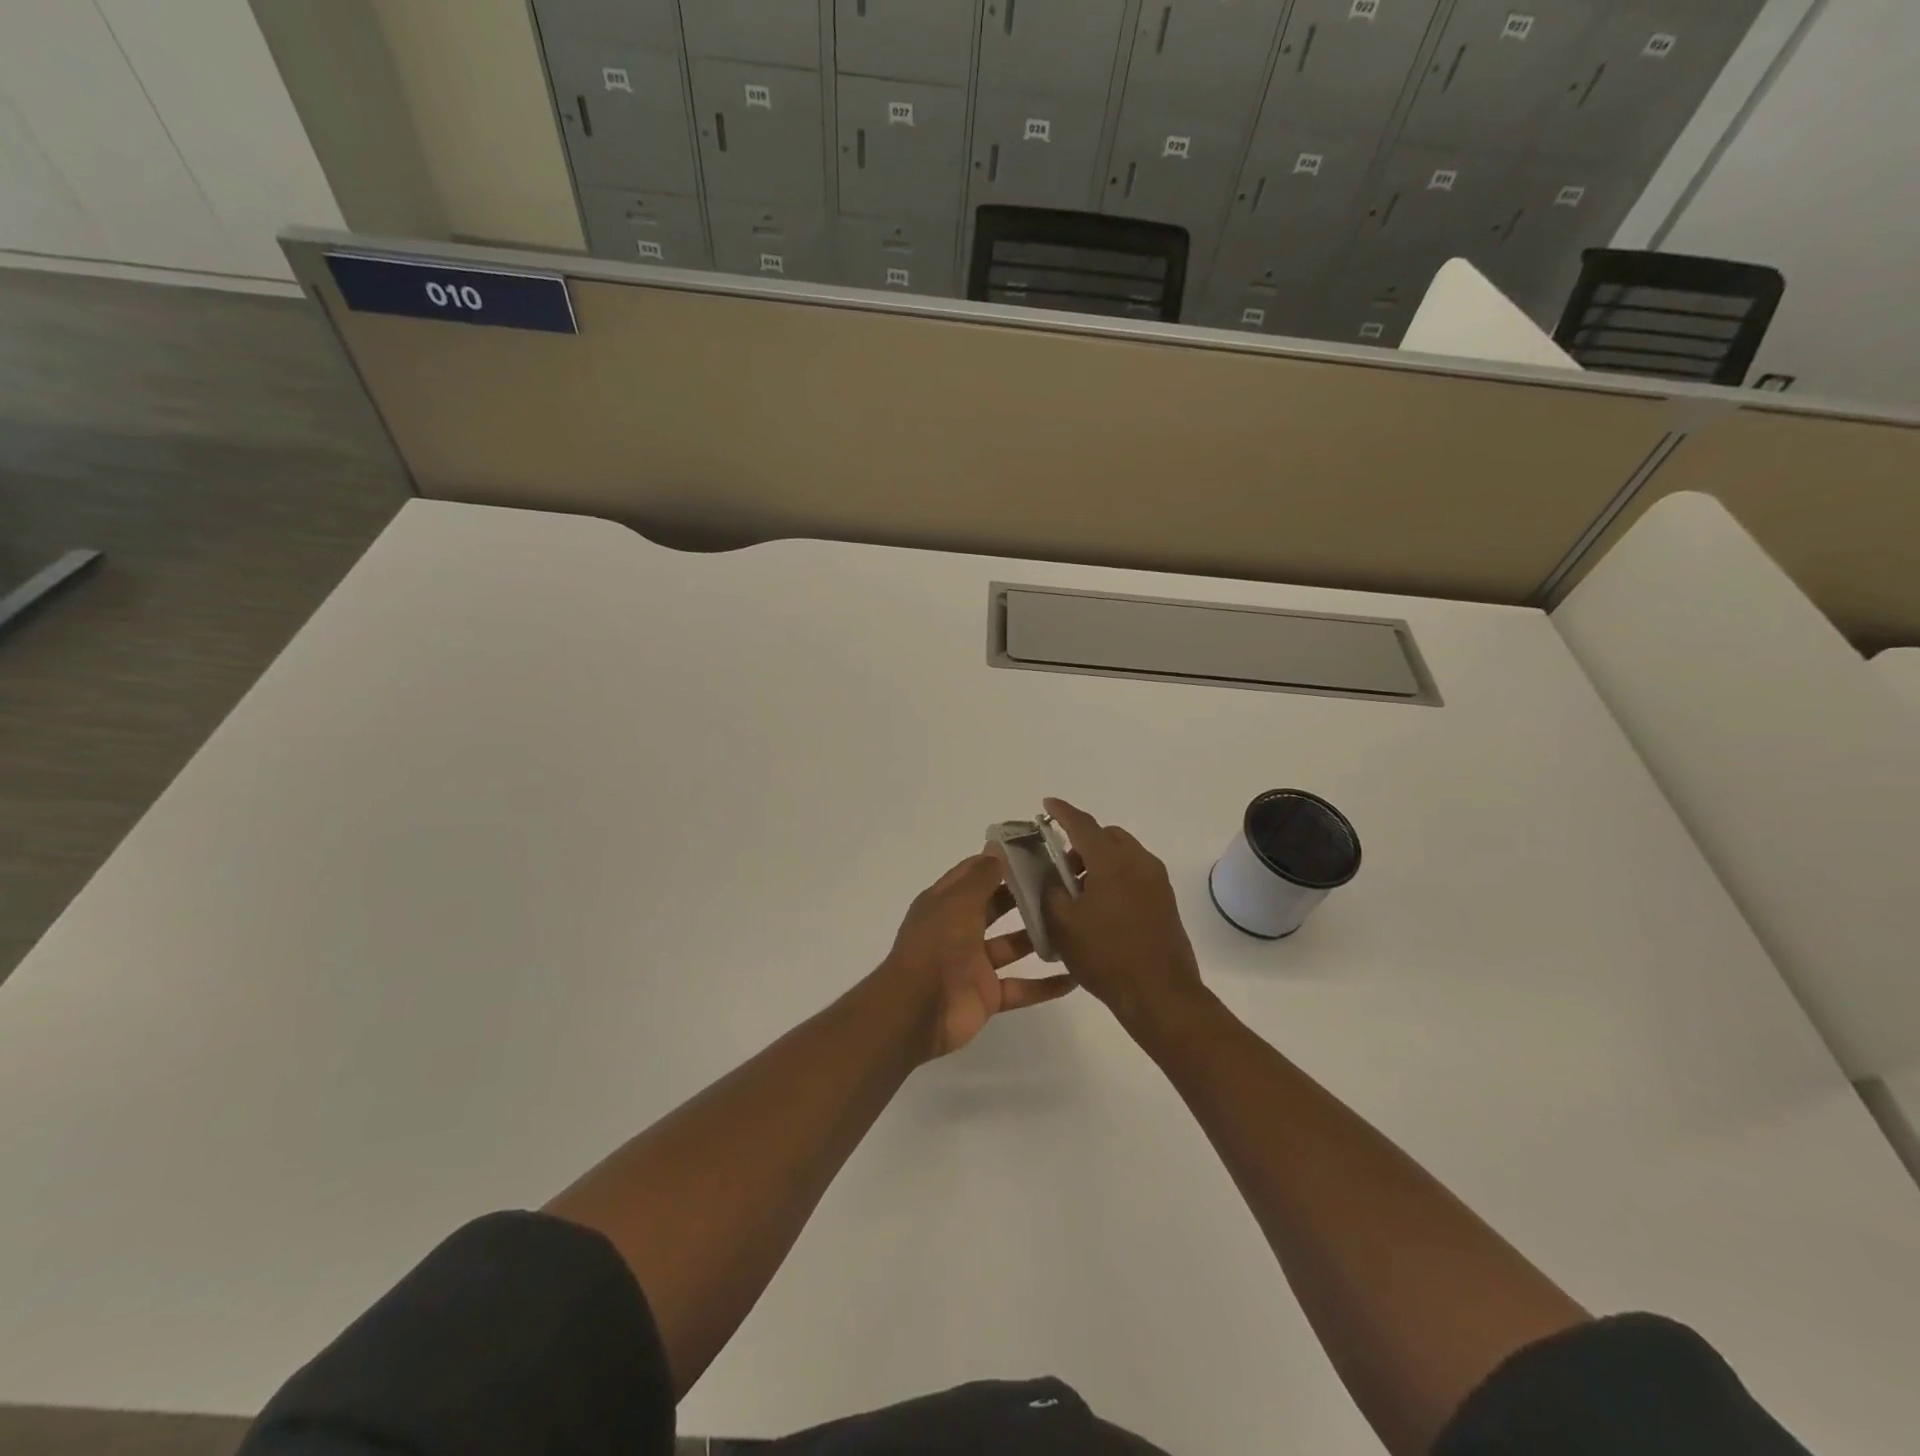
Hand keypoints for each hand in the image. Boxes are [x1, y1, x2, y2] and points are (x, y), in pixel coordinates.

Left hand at [882, 852, 1077, 1060]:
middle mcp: (959, 929)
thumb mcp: (957, 903)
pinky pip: (1021, 987)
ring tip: (1074, 925)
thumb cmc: (936, 947)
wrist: (918, 1011)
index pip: (974, 874)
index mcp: (945, 903)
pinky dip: (1045, 986)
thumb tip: (997, 848)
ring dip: (1038, 938)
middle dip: (1024, 896)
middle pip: (995, 907)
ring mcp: (974, 964)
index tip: (1034, 851)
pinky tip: (1075, 978)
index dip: (999, 862)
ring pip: (1011, 946)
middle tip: (1062, 883)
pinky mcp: (988, 995)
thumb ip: (980, 877)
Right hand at [1040, 798, 1207, 1028]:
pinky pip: (1135, 874)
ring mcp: (1157, 881)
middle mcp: (1139, 862)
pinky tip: (1101, 908)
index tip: (1047, 805)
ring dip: (1100, 861)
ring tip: (1079, 892)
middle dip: (1082, 842)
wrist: (1160, 994)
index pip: (1082, 824)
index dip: (1062, 812)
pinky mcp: (1166, 901)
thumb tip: (1052, 875)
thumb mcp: (1063, 924)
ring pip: (1123, 855)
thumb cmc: (1105, 956)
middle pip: (1107, 836)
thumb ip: (1051, 890)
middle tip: (1060, 866)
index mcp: (1112, 861)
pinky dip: (1115, 877)